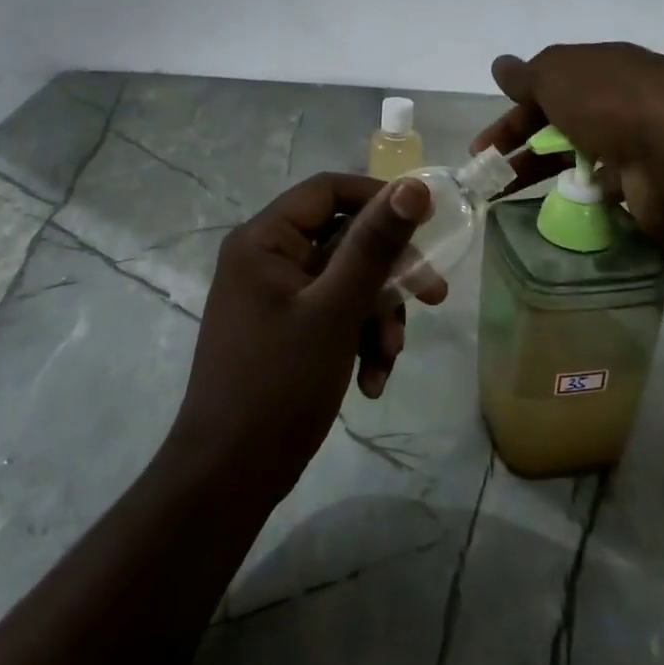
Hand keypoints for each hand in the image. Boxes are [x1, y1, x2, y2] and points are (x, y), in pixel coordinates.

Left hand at [166, 172, 441, 503]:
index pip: (328, 190)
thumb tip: (413, 187)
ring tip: (389, 358)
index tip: (427, 221)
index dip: (379, 198)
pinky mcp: (285, 329)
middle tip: (435, 296)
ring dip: (377, 317)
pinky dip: (358, 340)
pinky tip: (371, 382)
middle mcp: (266, 258)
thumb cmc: (279, 385)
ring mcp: (275, 296)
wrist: (229, 478)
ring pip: (345, 282)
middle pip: (344, 240)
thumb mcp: (336, 310)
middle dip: (388, 275)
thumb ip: (375, 245)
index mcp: (264, 240)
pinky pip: (333, 314)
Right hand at [471, 43, 663, 244]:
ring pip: (581, 165)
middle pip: (561, 129)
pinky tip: (556, 219)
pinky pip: (607, 199)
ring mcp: (637, 150)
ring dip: (547, 179)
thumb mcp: (557, 74)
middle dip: (521, 151)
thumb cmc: (611, 102)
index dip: (513, 116)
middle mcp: (621, 106)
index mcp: (602, 72)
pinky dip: (582, 207)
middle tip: (488, 177)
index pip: (548, 91)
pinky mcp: (648, 191)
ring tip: (511, 202)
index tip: (483, 146)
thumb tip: (501, 65)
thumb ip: (527, 75)